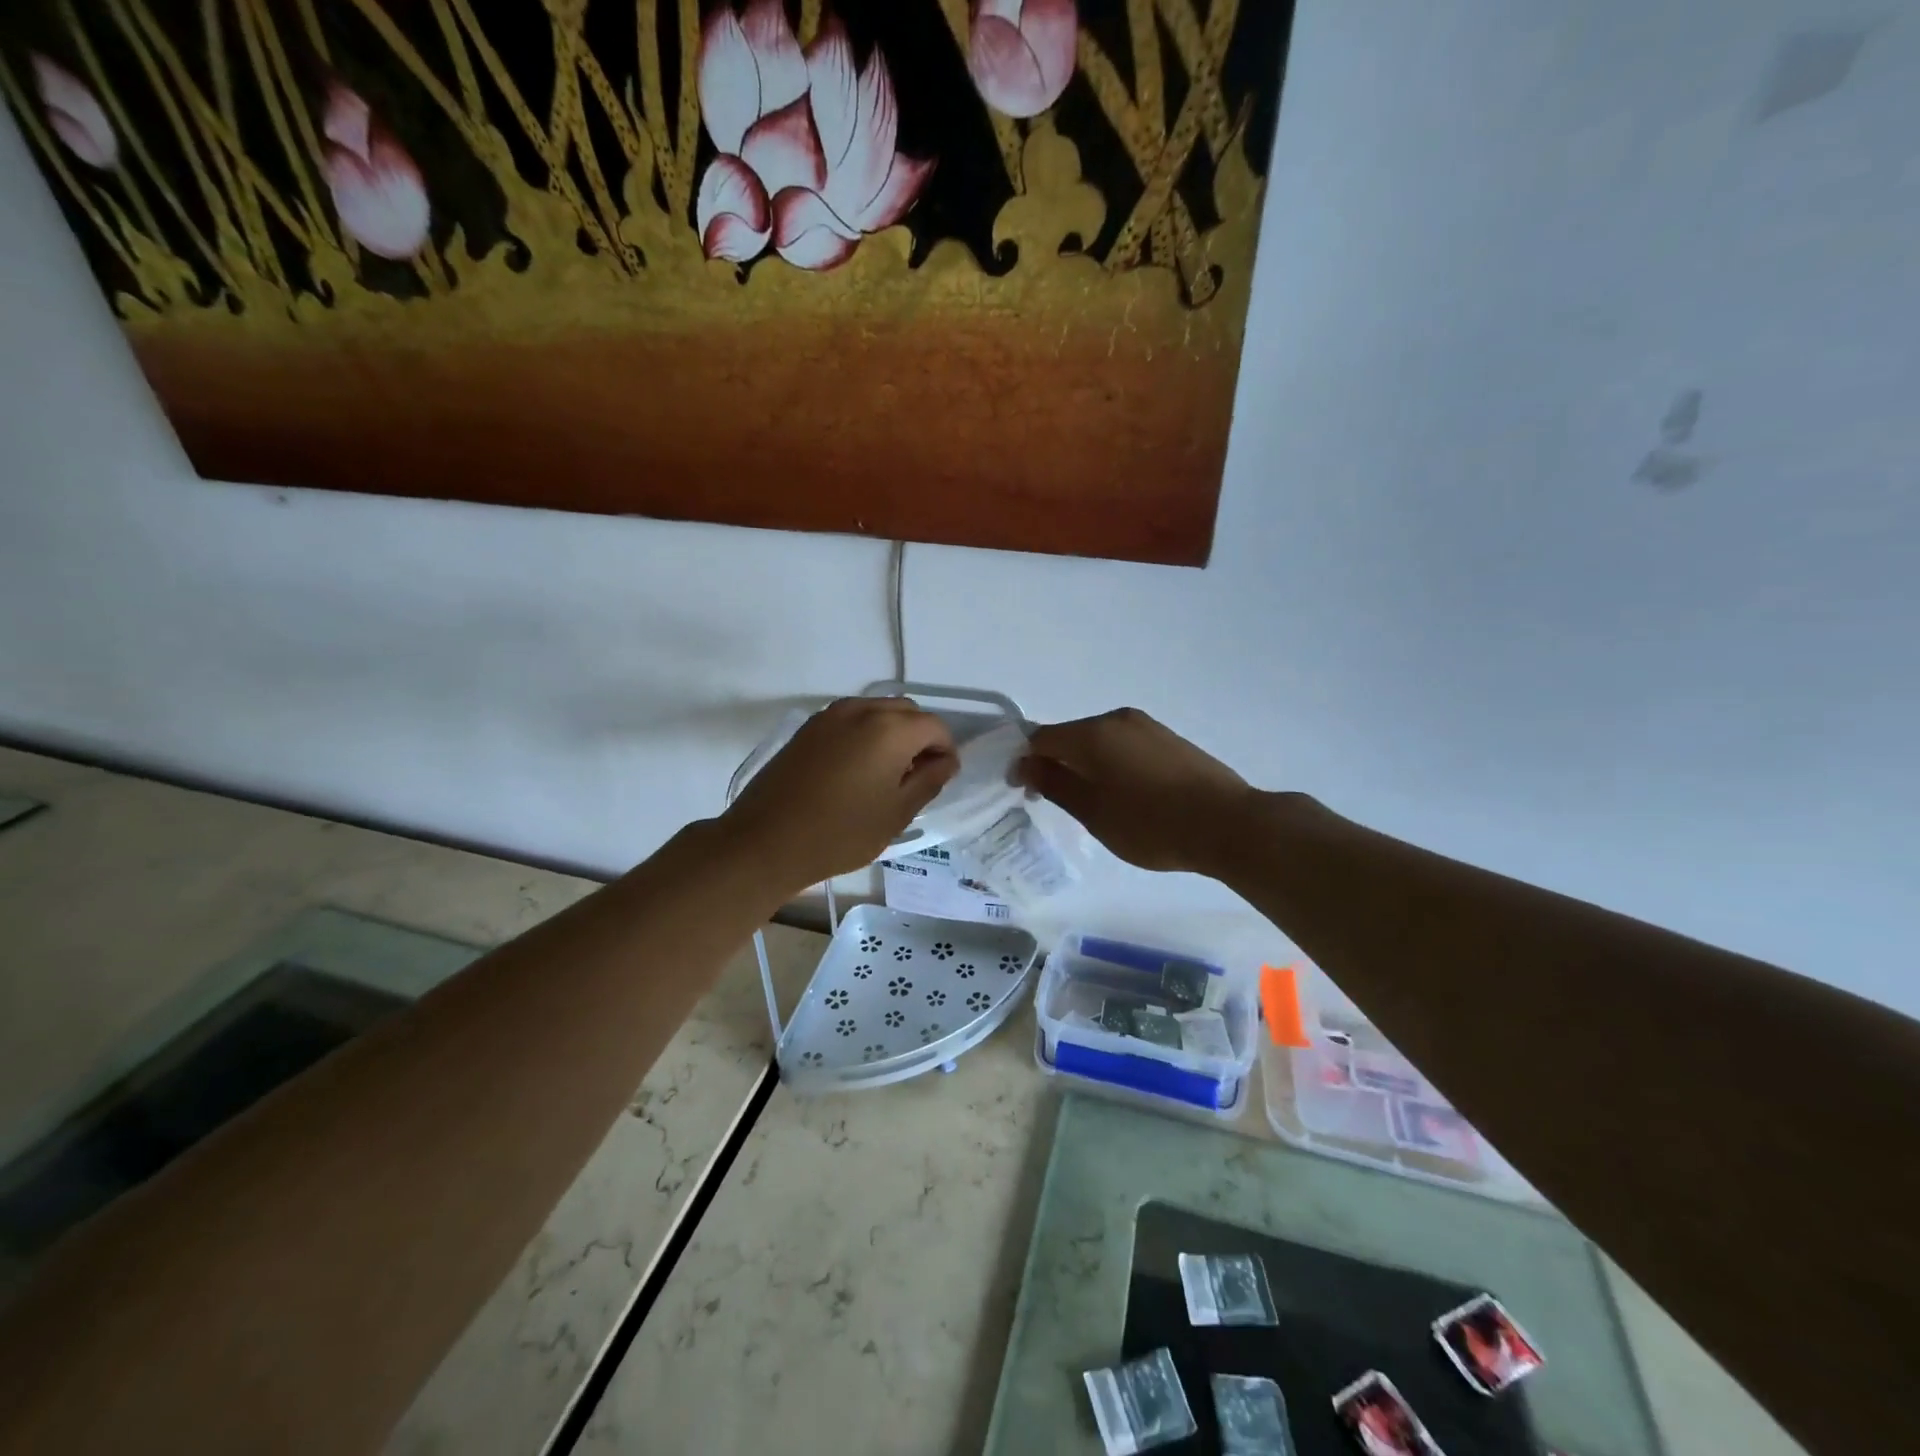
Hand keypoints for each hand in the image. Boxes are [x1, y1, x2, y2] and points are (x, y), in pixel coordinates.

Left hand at [720, 697, 957, 890]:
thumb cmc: (840, 833)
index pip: (935, 727)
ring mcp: (831, 714)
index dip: (945, 751)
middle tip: (916, 778)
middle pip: (907, 712)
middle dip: (920, 738)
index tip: (940, 780)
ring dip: (892, 733)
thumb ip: (929, 781)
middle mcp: (863, 709)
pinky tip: (857, 769)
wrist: (765, 841)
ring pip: (878, 711)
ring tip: (886, 774)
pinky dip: (865, 734)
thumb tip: (945, 761)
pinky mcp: (808, 727)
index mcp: (891, 729)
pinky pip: (851, 719)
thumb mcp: (897, 814)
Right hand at [1018, 708, 1257, 874]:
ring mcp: (1147, 726)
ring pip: (1098, 741)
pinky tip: (1123, 794)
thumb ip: (1054, 784)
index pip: (1042, 738)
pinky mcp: (1169, 739)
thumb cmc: (1151, 823)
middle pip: (1070, 736)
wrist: (1228, 824)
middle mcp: (1117, 719)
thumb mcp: (1093, 811)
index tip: (1022, 793)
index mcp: (1093, 733)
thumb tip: (1025, 765)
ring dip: (1084, 765)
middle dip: (1054, 764)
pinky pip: (1123, 745)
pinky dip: (1110, 764)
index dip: (1025, 763)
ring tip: (1091, 802)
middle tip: (1053, 801)